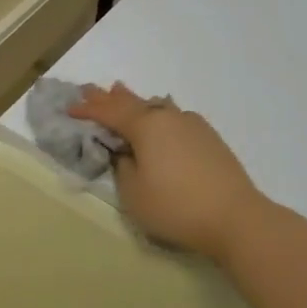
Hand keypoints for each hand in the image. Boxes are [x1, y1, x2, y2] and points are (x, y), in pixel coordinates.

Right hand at [69, 83, 269, 263]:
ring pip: (155, 106)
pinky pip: (173, 116)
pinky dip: (156, 113)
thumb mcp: (133, 193)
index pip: (108, 112)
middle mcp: (168, 116)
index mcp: (145, 125)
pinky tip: (159, 114)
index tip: (69, 109)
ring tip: (120, 92)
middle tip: (88, 89)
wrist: (237, 218)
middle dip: (108, 97)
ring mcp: (192, 124)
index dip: (87, 110)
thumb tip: (126, 152)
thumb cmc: (176, 206)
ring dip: (134, 101)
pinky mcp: (209, 137)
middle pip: (132, 102)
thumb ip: (123, 166)